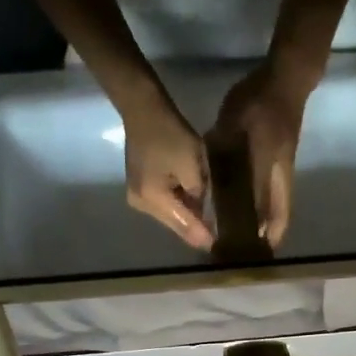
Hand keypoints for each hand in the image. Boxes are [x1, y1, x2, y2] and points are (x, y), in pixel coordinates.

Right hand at [122, 95, 212, 249]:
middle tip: (217, 237)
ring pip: (170, 216)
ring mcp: (137, 199)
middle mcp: (141, 205)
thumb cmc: (170, 133)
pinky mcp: (140, 190)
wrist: (142, 108)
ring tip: (208, 225)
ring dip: (188, 218)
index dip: (202, 236)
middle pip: (175, 224)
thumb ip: (199, 195)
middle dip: (195, 229)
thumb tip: (204, 217)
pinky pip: (164, 205)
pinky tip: (193, 207)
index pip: (183, 225)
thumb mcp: (193, 165)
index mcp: (153, 199)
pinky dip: (179, 206)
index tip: (218, 247)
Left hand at [210, 57, 315, 246]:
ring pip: (281, 206)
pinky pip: (278, 194)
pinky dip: (270, 209)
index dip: (257, 231)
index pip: (264, 209)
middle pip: (280, 215)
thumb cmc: (259, 99)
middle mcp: (281, 175)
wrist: (288, 77)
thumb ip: (220, 148)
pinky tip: (256, 214)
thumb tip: (207, 176)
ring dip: (271, 224)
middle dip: (270, 237)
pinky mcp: (285, 163)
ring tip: (256, 242)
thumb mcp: (232, 121)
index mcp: (267, 167)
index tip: (250, 251)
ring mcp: (286, 170)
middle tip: (255, 255)